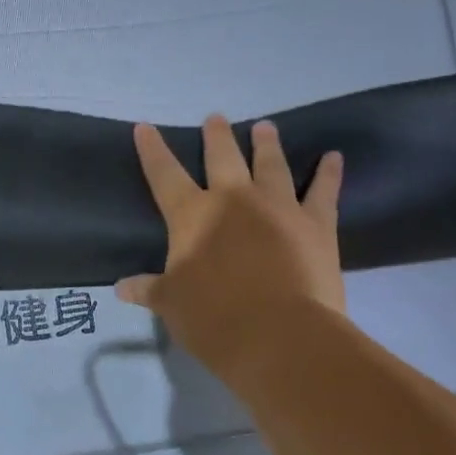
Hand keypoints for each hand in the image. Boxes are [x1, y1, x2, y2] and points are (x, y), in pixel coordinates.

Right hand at [116, 116, 345, 374]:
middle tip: (216, 118)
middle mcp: (234, 199)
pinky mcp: (316, 224)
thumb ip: (150, 290)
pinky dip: (329, 172)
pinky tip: (334, 157)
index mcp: (192, 216)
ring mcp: (279, 207)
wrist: (280, 336)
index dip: (152, 150)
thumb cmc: (215, 319)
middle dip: (217, 136)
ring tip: (265, 126)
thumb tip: (121, 287)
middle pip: (222, 157)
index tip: (145, 126)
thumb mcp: (172, 305)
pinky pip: (323, 191)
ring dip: (267, 144)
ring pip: (271, 164)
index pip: (164, 175)